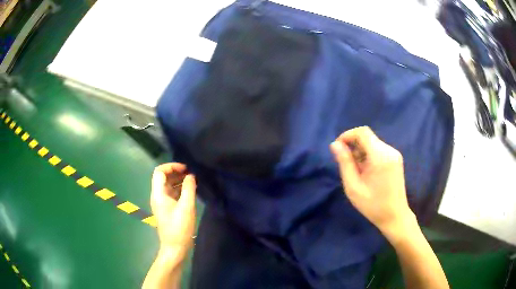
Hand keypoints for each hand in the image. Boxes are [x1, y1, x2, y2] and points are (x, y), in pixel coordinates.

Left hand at [151, 163, 195, 254]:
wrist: (175, 247)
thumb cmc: (180, 228)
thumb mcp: (187, 207)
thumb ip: (189, 189)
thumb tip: (191, 175)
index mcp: (158, 194)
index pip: (159, 172)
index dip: (171, 166)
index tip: (185, 168)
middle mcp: (157, 196)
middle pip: (163, 177)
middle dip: (176, 172)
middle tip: (191, 173)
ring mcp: (162, 203)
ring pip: (168, 185)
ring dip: (179, 181)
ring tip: (193, 180)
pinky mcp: (167, 209)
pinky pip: (171, 194)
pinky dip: (179, 189)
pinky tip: (190, 191)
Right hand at [330, 126, 414, 236]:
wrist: (395, 216)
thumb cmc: (373, 205)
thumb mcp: (353, 187)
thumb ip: (345, 163)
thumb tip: (335, 144)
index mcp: (380, 156)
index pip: (362, 132)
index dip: (347, 135)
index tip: (338, 148)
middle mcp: (389, 150)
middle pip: (367, 137)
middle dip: (353, 146)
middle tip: (346, 165)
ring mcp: (395, 154)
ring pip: (372, 143)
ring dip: (361, 151)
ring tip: (357, 171)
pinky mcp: (396, 159)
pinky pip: (379, 150)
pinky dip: (369, 155)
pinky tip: (367, 171)